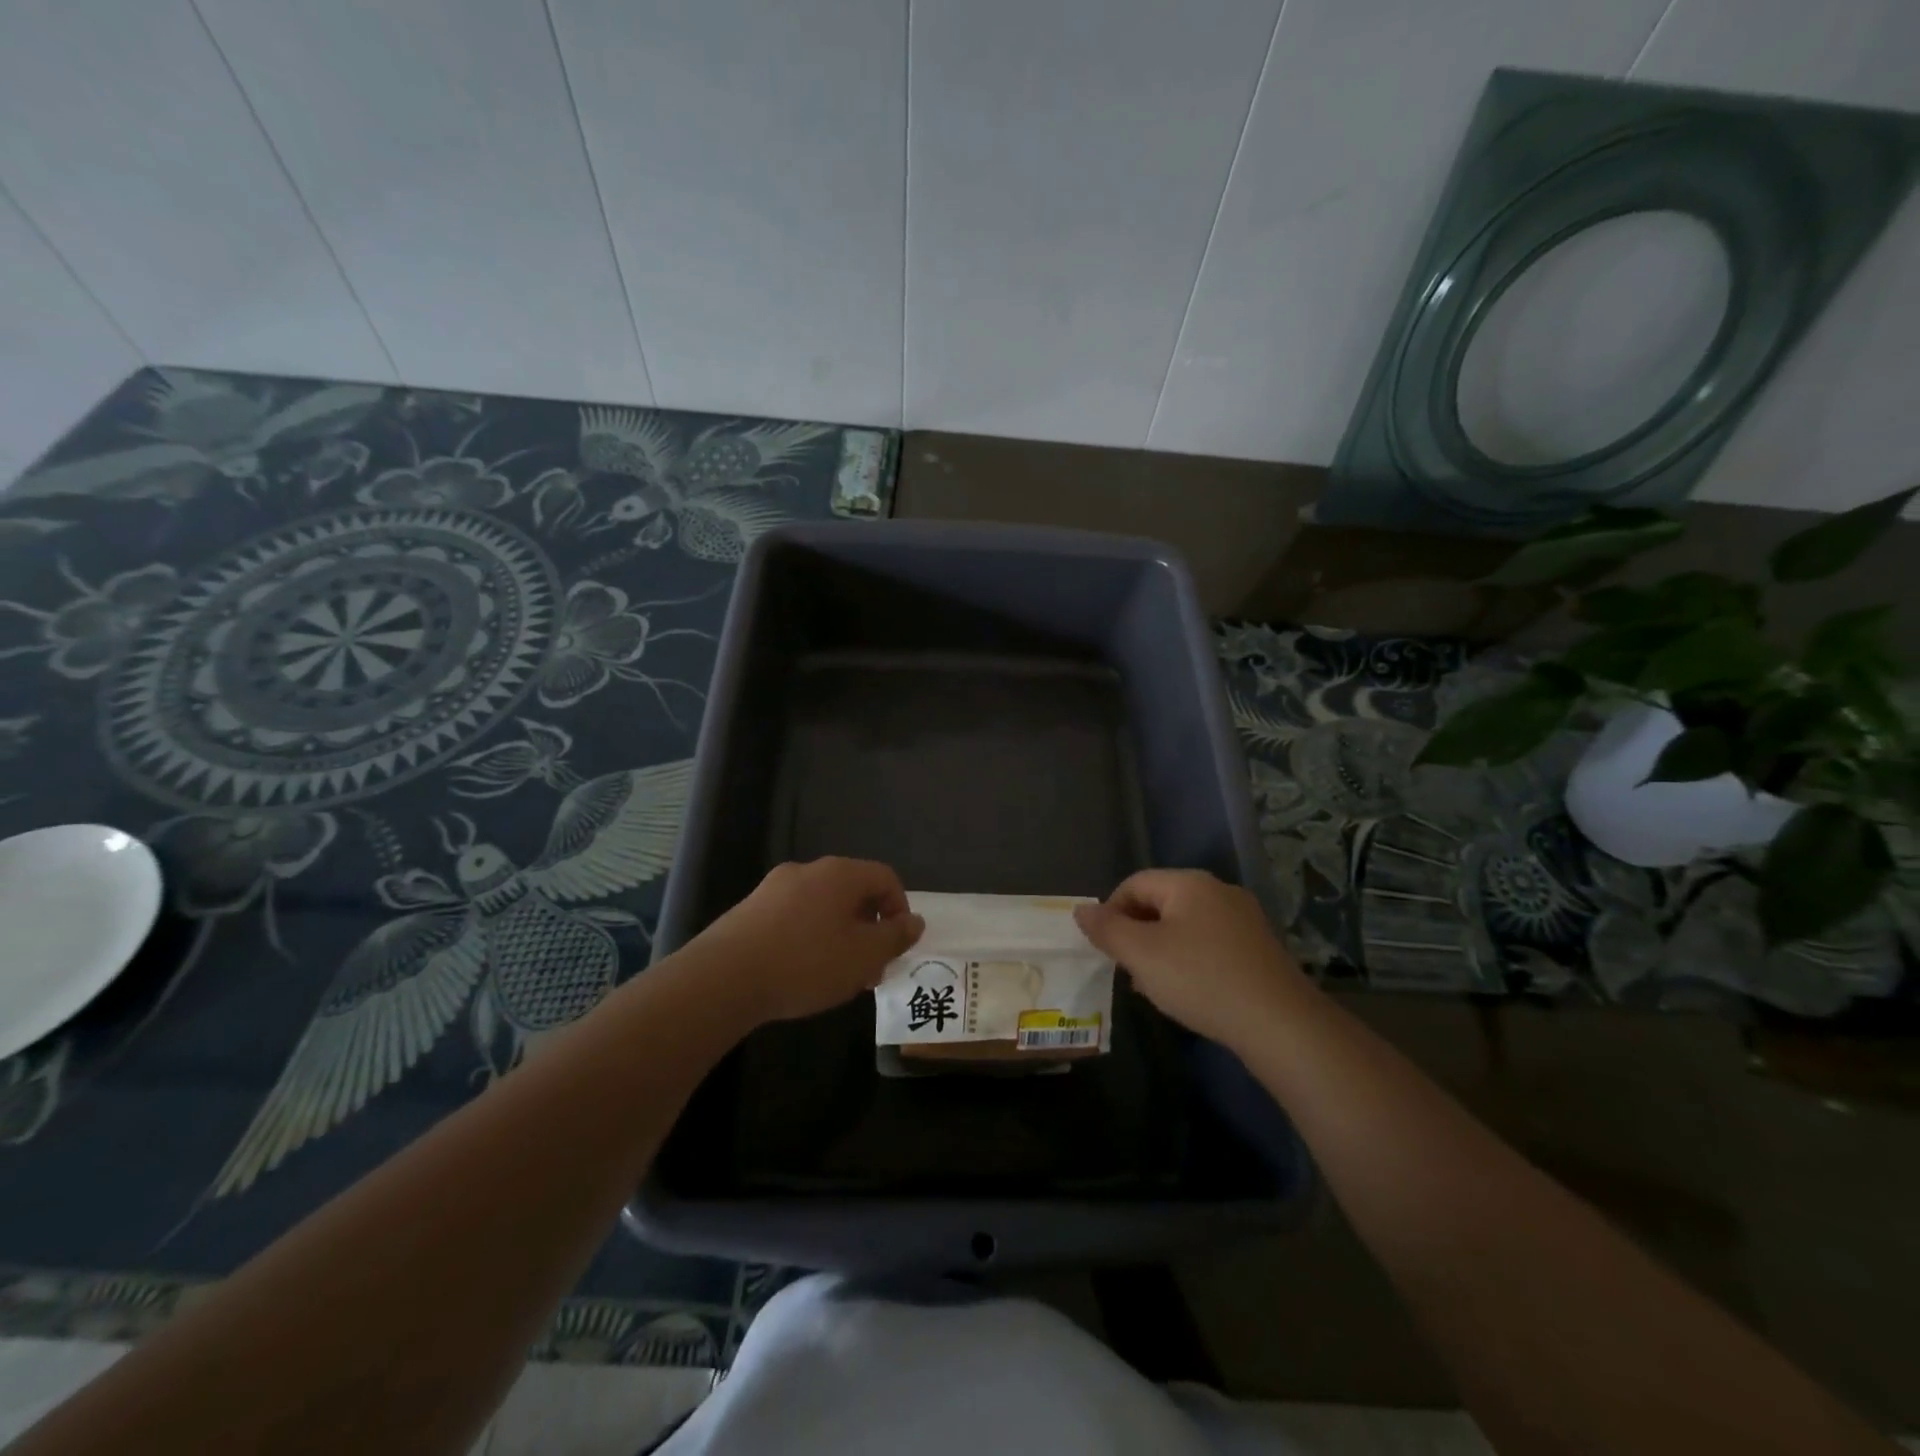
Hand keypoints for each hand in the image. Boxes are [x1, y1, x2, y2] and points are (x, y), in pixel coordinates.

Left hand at [686, 857, 923, 1026]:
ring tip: (838, 977)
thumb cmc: (806, 962)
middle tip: (870, 968)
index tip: (897, 945)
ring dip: (840, 936)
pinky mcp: (750, 910)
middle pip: (853, 892)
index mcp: (840, 873)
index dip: (900, 909)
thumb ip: (895, 937)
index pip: (885, 877)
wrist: (723, 978)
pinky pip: (794, 917)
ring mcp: (774, 888)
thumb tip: (915, 921)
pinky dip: (809, 939)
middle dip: (869, 928)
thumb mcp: (864, 955)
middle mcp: (808, 870)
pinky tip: (802, 973)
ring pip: (823, 906)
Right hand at [1073, 869, 1306, 1047]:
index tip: (1104, 948)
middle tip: (1125, 969)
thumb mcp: (1142, 955)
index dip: (1110, 911)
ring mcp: (1243, 919)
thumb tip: (1081, 910)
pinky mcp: (1258, 948)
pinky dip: (1189, 960)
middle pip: (1160, 902)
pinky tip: (1187, 992)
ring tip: (1152, 986)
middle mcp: (1219, 891)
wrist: (1280, 1024)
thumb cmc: (1200, 979)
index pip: (1134, 883)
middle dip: (1136, 933)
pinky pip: (1209, 943)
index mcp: (1190, 883)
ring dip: (1160, 950)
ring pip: (1184, 925)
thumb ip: (1107, 929)